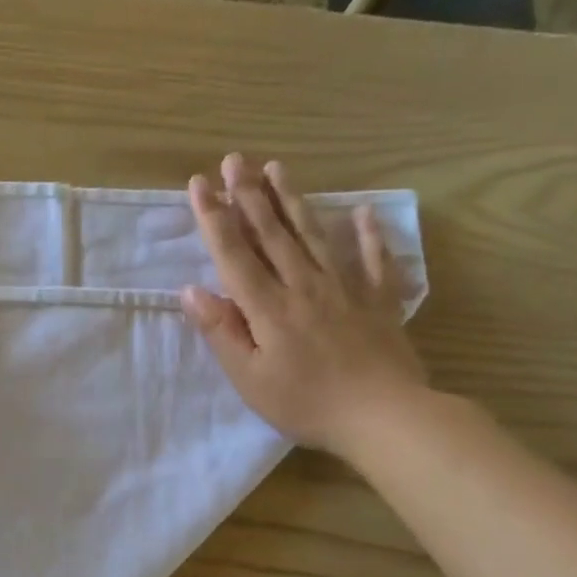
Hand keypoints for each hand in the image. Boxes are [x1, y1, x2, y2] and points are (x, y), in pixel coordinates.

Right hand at [183, 153, 424, 457]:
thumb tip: (191, 290)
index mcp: (268, 307)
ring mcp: (346, 288)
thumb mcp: (249, 378)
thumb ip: (221, 332)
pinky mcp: (379, 300)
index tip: (200, 184)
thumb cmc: (306, 403)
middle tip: (235, 159)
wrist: (385, 416)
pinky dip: (367, 234)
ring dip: (293, 200)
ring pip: (314, 235)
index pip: (234, 253)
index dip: (214, 217)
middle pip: (272, 233)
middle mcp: (304, 285)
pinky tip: (362, 212)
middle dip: (249, 195)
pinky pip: (373, 259)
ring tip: (277, 168)